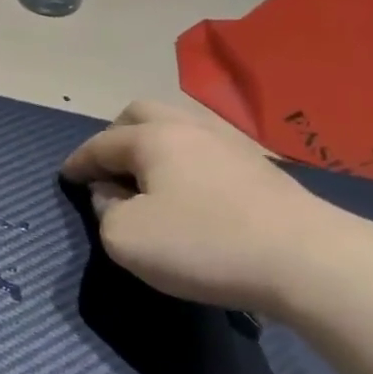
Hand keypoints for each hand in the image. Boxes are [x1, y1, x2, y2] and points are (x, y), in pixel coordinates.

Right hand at [60, 99, 351, 315]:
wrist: (306, 259)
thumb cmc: (203, 244)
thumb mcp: (126, 237)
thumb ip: (105, 211)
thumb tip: (111, 195)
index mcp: (153, 138)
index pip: (101, 143)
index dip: (78, 161)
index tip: (66, 177)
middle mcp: (189, 127)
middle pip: (140, 114)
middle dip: (115, 136)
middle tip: (106, 169)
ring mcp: (230, 143)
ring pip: (177, 128)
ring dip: (152, 147)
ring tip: (145, 180)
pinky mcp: (259, 167)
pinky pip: (204, 151)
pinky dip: (182, 163)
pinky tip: (187, 192)